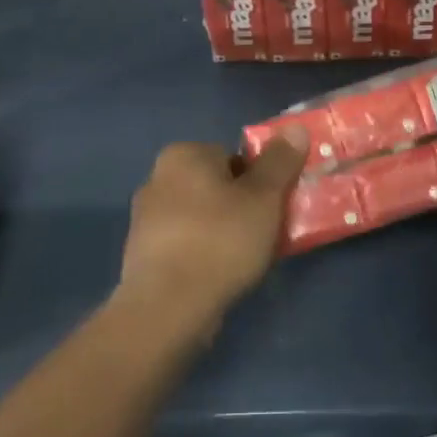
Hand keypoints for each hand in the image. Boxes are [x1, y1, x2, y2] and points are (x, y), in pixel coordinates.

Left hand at [115, 131, 309, 339]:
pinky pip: (185, 245)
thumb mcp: (264, 198)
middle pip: (216, 186)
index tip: (273, 207)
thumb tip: (295, 128)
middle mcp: (157, 178)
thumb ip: (280, 161)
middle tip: (264, 234)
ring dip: (222, 232)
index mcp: (183, 154)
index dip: (259, 181)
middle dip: (240, 206)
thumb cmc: (220, 241)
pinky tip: (218, 276)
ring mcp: (145, 219)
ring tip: (244, 260)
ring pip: (200, 217)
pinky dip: (202, 255)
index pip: (232, 156)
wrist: (167, 308)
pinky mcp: (141, 255)